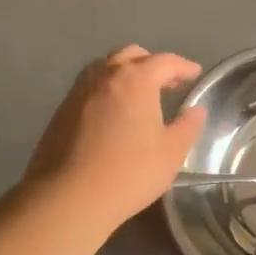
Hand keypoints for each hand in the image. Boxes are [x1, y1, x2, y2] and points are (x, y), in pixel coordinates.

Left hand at [21, 45, 206, 229]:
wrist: (67, 198)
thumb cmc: (129, 172)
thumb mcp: (171, 153)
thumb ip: (188, 126)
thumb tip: (195, 110)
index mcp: (136, 79)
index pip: (165, 61)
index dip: (183, 66)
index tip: (195, 74)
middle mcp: (105, 76)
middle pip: (131, 55)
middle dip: (152, 64)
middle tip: (167, 83)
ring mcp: (79, 92)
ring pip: (105, 68)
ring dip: (126, 73)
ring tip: (139, 95)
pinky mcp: (61, 111)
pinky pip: (90, 87)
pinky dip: (107, 90)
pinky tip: (113, 113)